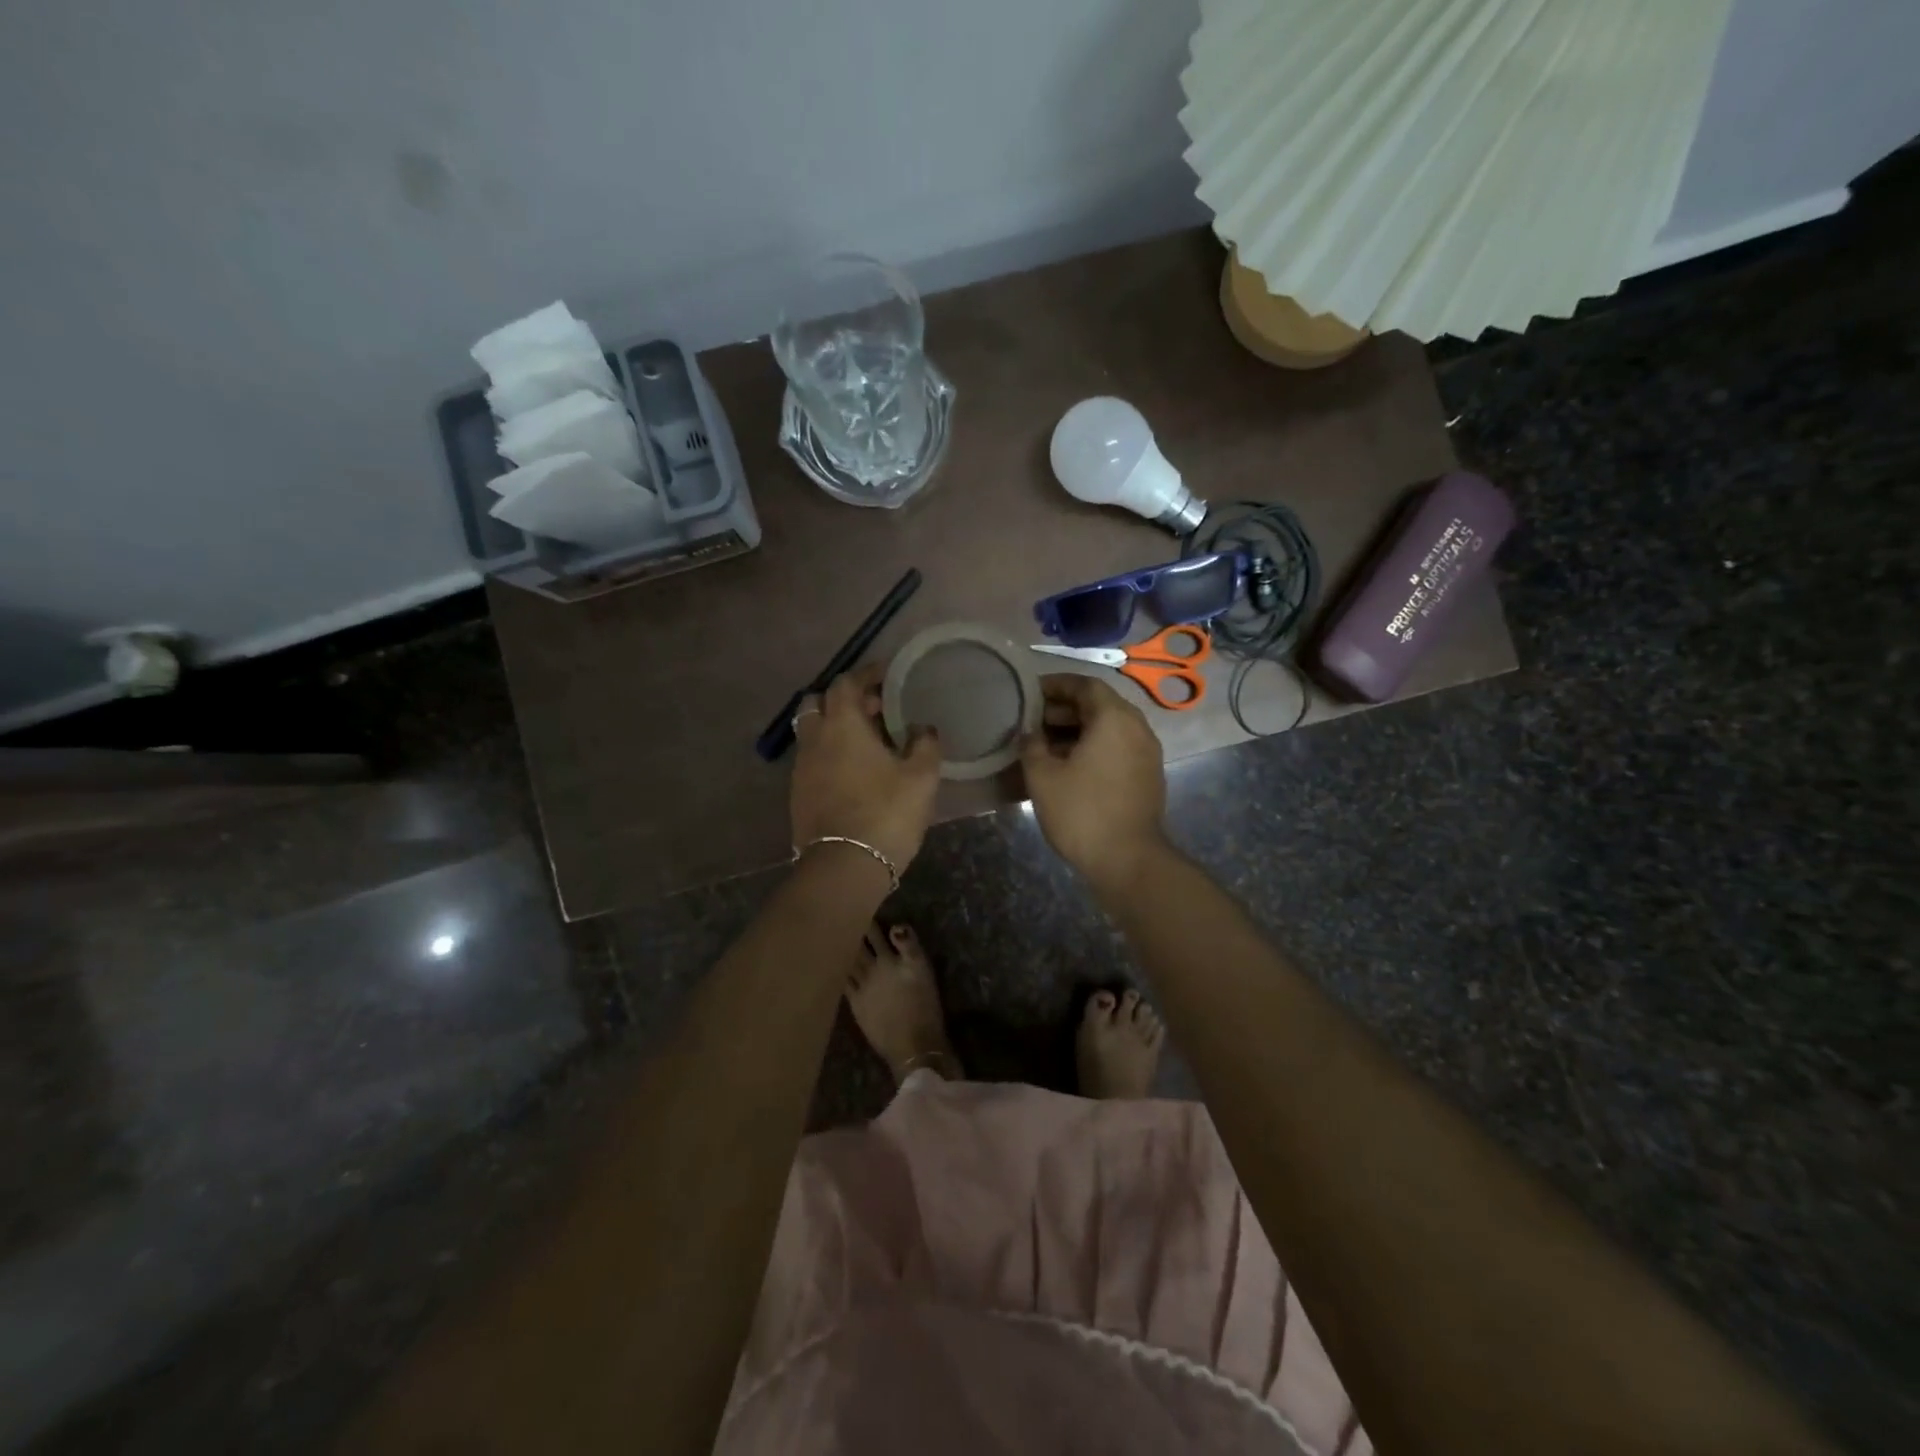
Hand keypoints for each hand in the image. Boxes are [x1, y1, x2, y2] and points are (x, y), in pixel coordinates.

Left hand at [790, 664, 942, 873]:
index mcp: (842, 725)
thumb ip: (925, 744)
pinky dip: (829, 753)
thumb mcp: (921, 777)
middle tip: (874, 710)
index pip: (846, 683)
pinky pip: (812, 759)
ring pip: (812, 732)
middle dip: (844, 699)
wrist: (844, 866)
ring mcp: (801, 768)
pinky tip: (853, 771)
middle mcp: (815, 739)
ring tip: (867, 742)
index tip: (885, 675)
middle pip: (818, 703)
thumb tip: (922, 727)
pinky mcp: (798, 794)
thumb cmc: (886, 813)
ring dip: (834, 727)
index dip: (866, 674)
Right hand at [1019, 674, 1167, 891]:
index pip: (1084, 685)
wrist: (1128, 860)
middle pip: (1098, 705)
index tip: (1029, 693)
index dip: (1055, 685)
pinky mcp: (1147, 775)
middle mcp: (1137, 727)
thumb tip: (1029, 732)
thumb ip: (1031, 745)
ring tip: (1043, 745)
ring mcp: (1146, 753)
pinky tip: (1067, 766)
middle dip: (1063, 709)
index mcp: (1114, 718)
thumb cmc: (1082, 812)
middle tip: (1031, 721)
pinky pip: (1117, 748)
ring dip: (1077, 730)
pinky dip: (1093, 747)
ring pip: (1108, 728)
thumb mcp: (1042, 776)